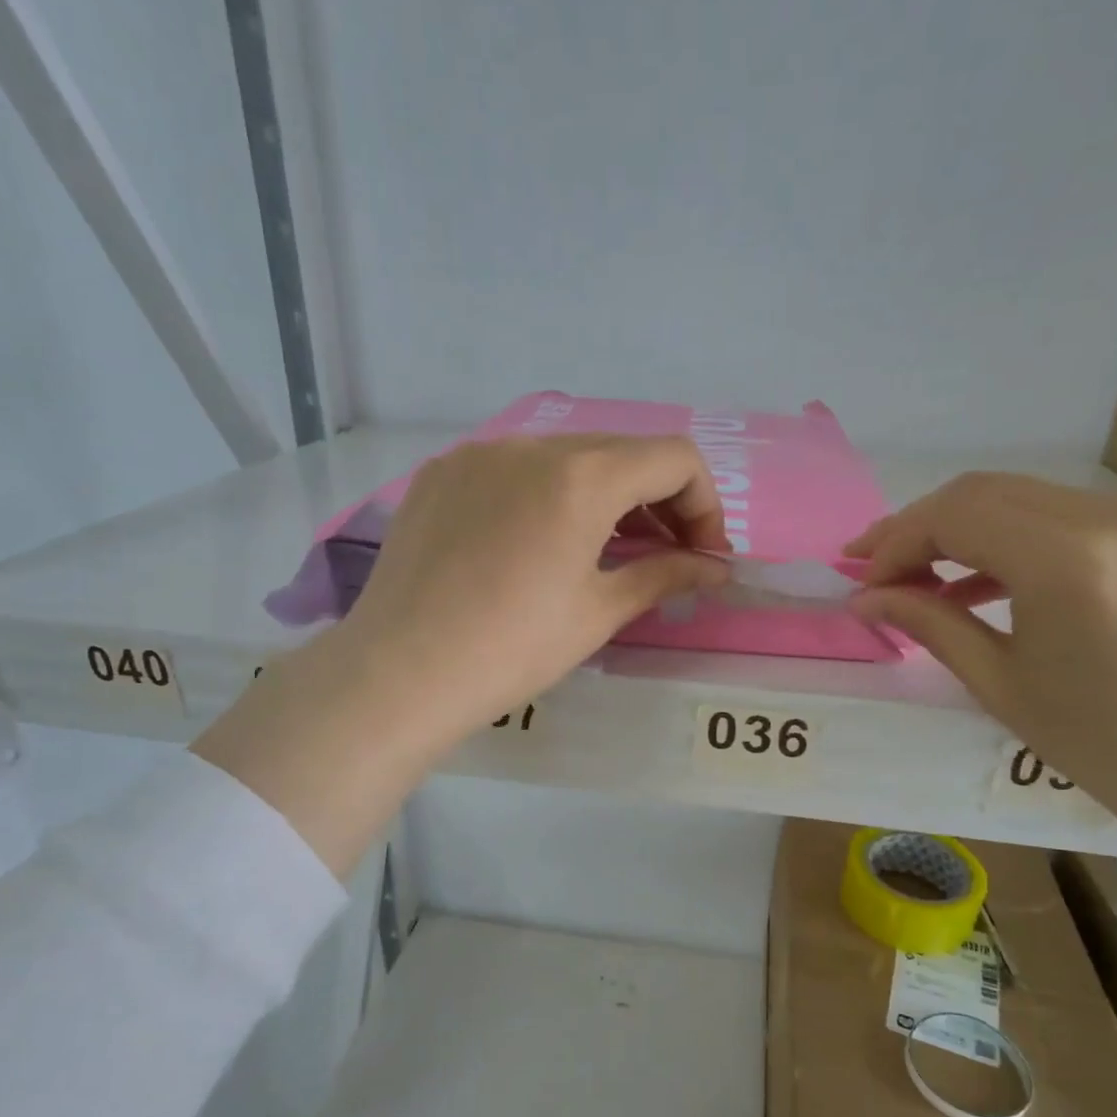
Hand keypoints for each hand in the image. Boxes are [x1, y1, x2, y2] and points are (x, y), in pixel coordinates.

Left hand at [344, 432, 730, 736]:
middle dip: (658, 500)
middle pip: (621, 452)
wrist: (401, 671)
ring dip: (602, 495)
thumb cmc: (513, 648)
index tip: (701, 555)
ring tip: (603, 549)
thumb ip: (665, 576)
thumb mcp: (598, 613)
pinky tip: (534, 544)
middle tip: (663, 555)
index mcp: (581, 476)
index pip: (674, 459)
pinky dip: (546, 495)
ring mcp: (478, 454)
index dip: (704, 504)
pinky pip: (513, 470)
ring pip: (565, 458)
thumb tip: (716, 569)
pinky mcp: (440, 474)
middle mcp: (531, 444)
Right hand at [846, 472, 1116, 840]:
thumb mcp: (1000, 684)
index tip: (862, 582)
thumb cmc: (1105, 744)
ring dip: (956, 531)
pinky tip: (970, 581)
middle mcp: (1108, 517)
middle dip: (917, 528)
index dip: (895, 543)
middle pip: (981, 493)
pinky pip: (1054, 517)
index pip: (955, 516)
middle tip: (873, 570)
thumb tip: (865, 598)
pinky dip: (1003, 539)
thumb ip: (929, 623)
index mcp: (1068, 561)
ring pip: (1016, 498)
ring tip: (912, 577)